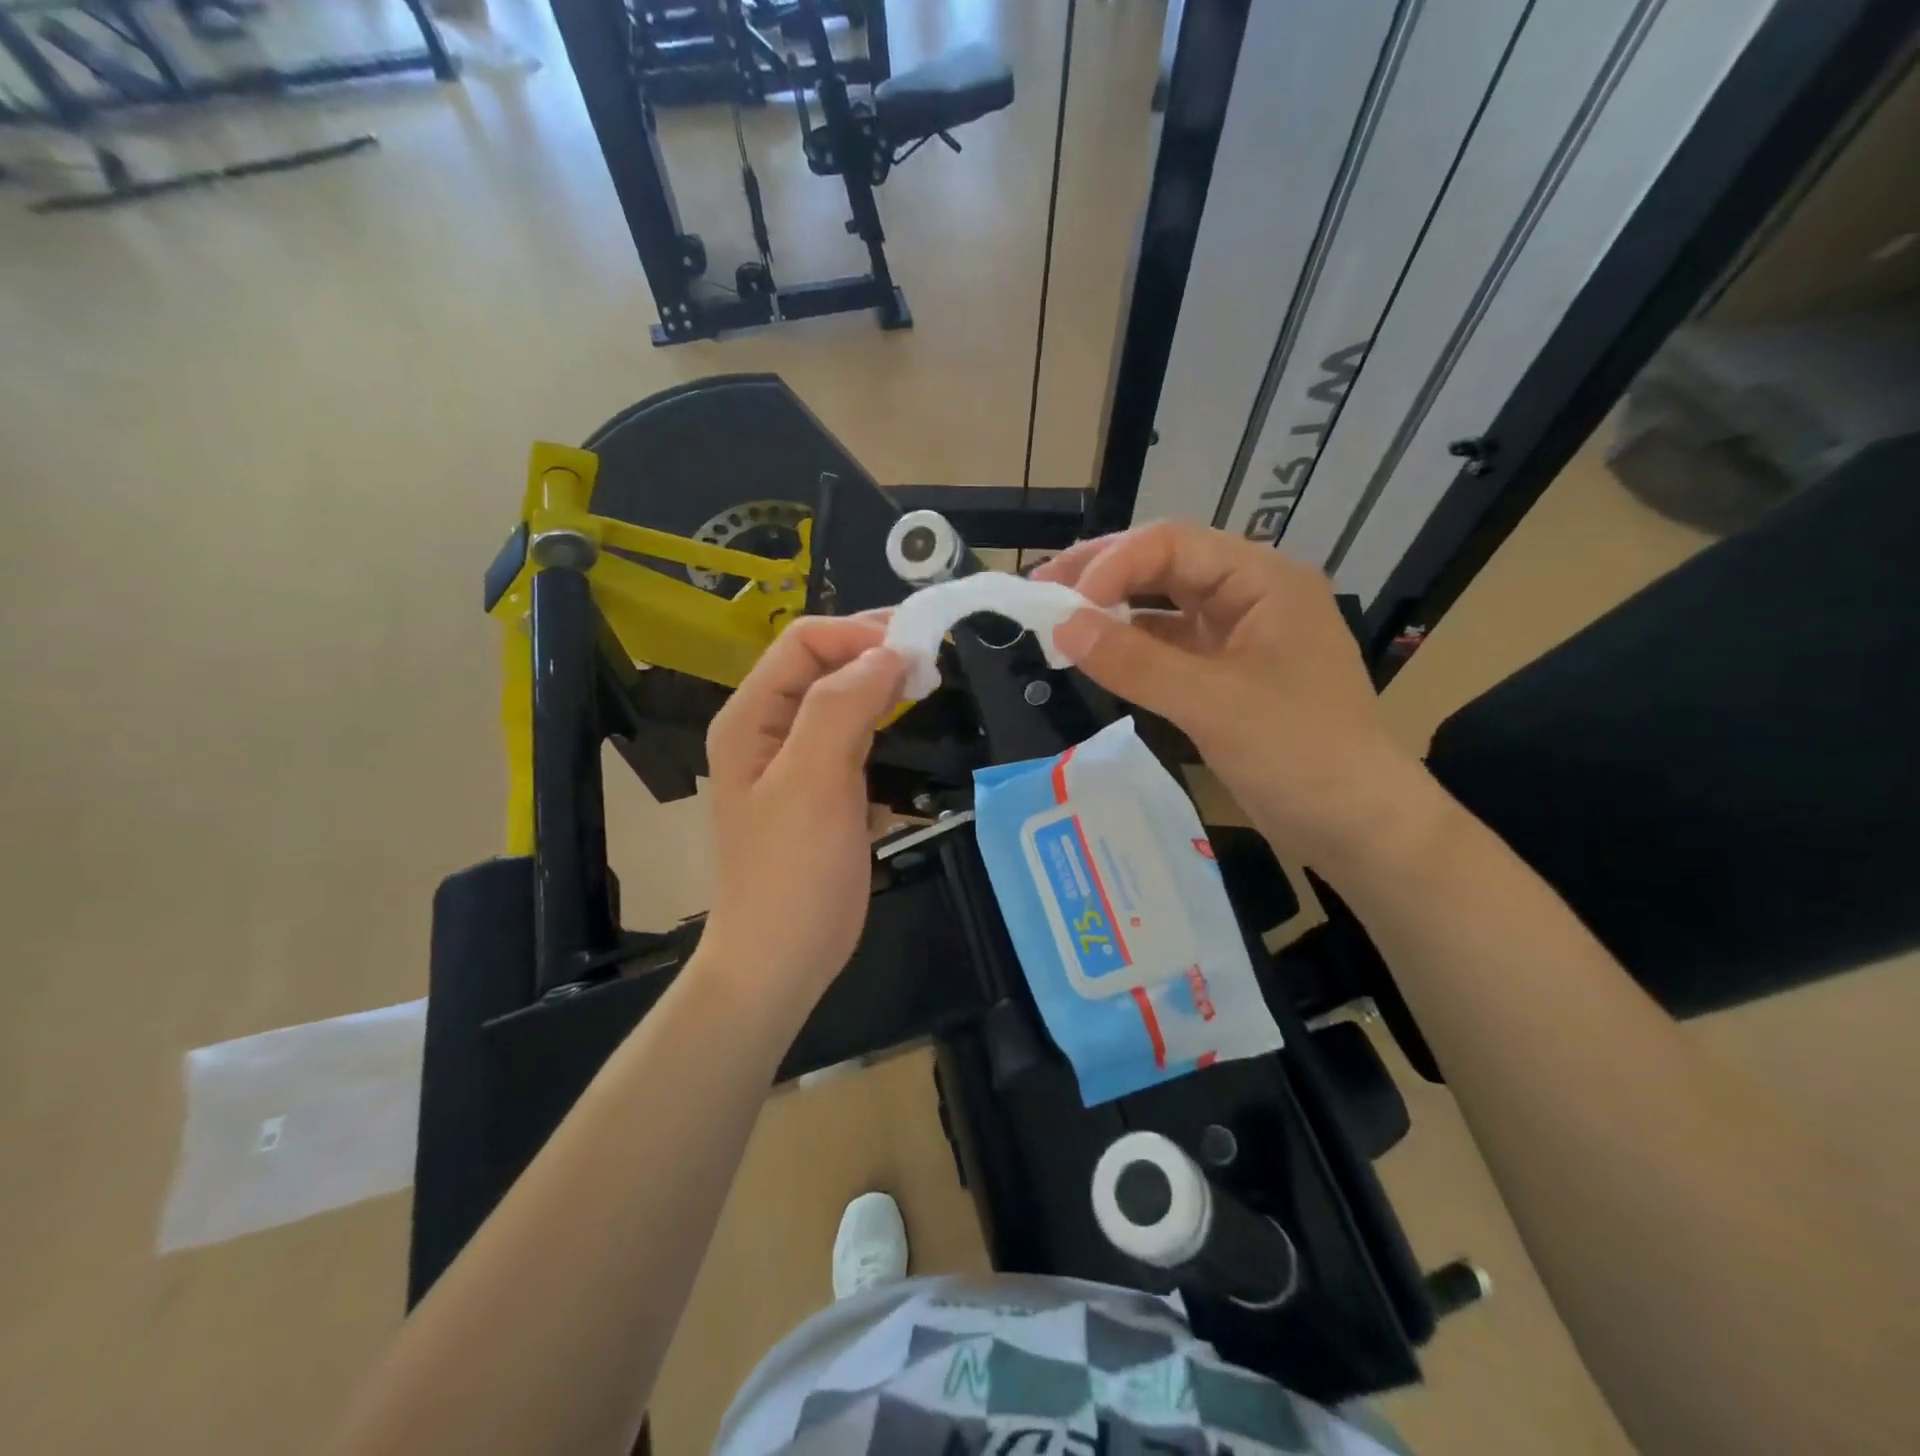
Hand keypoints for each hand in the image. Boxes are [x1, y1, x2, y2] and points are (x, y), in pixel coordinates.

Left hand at [698, 616, 906, 1012]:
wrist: (781, 960)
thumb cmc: (792, 872)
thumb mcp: (812, 781)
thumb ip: (842, 705)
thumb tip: (889, 653)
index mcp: (751, 717)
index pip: (805, 641)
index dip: (859, 633)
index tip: (917, 651)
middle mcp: (770, 730)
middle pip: (825, 665)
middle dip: (876, 655)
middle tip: (933, 664)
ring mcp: (798, 763)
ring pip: (845, 702)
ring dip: (886, 691)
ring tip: (930, 692)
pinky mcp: (825, 792)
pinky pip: (857, 742)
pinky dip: (886, 731)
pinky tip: (913, 742)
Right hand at [1036, 522, 1438, 869]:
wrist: (1356, 826)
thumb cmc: (1299, 754)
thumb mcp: (1212, 704)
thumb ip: (1135, 662)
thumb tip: (1060, 628)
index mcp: (1264, 580)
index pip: (1173, 544)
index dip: (1112, 564)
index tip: (1062, 604)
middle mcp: (1252, 595)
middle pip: (1166, 564)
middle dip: (1103, 575)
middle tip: (1041, 591)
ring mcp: (1240, 635)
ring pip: (1165, 604)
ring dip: (1113, 608)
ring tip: (1057, 617)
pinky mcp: (1227, 674)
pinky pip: (1170, 645)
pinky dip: (1132, 646)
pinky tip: (1097, 652)